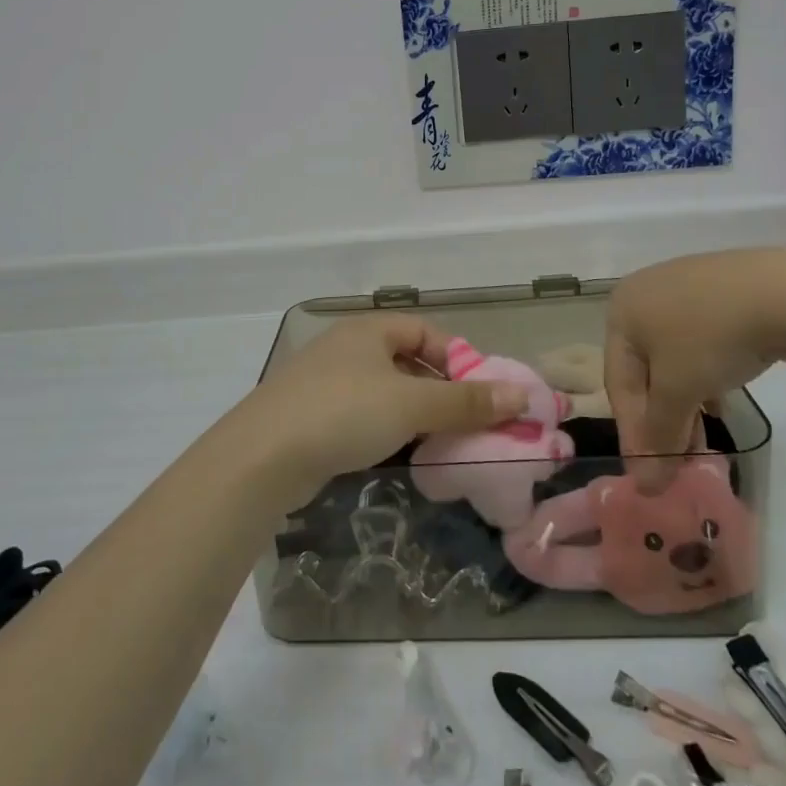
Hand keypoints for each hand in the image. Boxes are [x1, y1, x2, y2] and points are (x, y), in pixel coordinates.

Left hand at [231, 315, 530, 508]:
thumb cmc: (343, 413)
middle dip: (440, 391)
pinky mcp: (311, 416)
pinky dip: (386, 430)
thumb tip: (523, 396)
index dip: (458, 359)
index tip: (481, 394)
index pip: (426, 332)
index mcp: (369, 330)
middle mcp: (346, 347)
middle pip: (406, 361)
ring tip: (441, 444)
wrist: (263, 455)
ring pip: (385, 392)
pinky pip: (362, 415)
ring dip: (415, 414)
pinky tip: (399, 455)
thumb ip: (467, 402)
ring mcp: (325, 382)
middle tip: (467, 424)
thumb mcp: (412, 405)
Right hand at [606, 249, 785, 489]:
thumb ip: (659, 437)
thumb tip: (646, 486)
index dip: (633, 434)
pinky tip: (718, 403)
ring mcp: (683, 288)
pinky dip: (703, 377)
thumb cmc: (711, 339)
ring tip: (701, 443)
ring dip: (683, 404)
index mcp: (620, 311)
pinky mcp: (719, 290)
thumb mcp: (679, 391)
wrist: (784, 291)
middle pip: (645, 371)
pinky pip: (699, 341)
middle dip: (661, 421)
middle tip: (678, 464)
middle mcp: (643, 294)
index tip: (650, 478)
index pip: (619, 384)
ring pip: (673, 358)